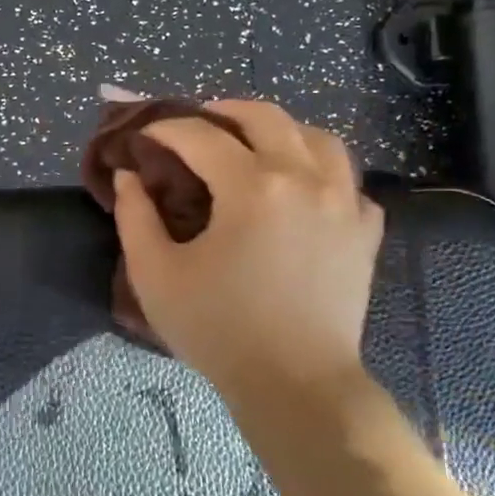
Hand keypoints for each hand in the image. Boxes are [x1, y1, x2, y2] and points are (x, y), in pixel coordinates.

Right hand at [111, 99, 383, 407]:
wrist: (296, 385)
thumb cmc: (218, 330)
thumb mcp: (156, 275)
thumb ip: (135, 217)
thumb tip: (130, 177)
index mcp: (253, 187)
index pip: (202, 136)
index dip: (167, 128)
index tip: (146, 134)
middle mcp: (305, 180)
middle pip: (267, 118)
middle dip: (225, 111)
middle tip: (200, 120)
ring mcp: (343, 203)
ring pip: (319, 139)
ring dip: (282, 131)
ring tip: (257, 144)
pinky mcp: (364, 232)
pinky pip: (349, 183)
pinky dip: (323, 173)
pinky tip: (304, 190)